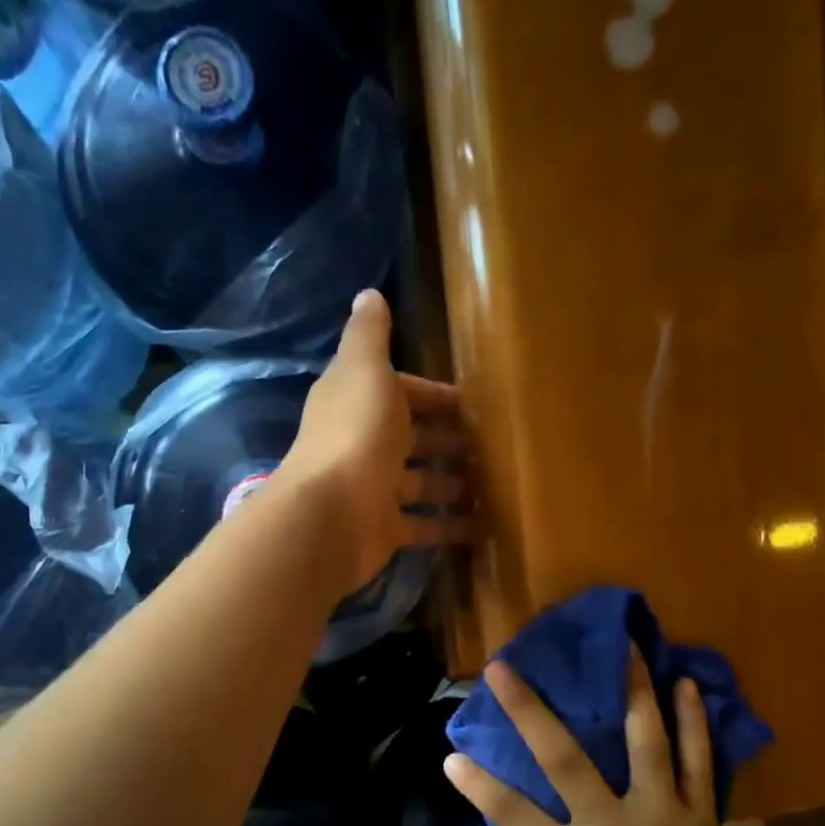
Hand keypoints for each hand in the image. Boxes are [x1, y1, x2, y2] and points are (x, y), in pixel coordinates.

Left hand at [280, 290, 472, 591]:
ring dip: (451, 484)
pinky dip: (449, 527)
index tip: (473, 403)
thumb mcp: (366, 371)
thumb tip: (368, 294)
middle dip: (447, 441)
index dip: (433, 395)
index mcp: (357, 403)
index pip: (401, 393)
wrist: (331, 516)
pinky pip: (423, 527)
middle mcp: (362, 445)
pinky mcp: (383, 531)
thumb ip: (370, 335)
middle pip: (411, 439)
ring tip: (493, 486)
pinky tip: (482, 527)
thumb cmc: (356, 436)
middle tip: (491, 447)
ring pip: (419, 484)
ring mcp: (373, 490)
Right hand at [444, 650, 767, 825]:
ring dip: (630, 690)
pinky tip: (685, 685)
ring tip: (622, 645)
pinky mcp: (698, 818)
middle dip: (527, 709)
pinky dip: (693, 722)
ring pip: (643, 741)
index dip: (476, 783)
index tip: (450, 755)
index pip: (509, 813)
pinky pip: (698, 762)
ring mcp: (658, 816)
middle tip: (504, 667)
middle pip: (562, 758)